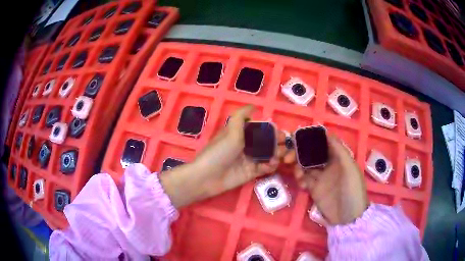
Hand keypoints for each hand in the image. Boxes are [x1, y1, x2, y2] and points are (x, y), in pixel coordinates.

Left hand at [160, 105, 287, 207]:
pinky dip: (270, 166)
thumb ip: (241, 116)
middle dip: (277, 143)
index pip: (261, 129)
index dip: (272, 131)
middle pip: (268, 142)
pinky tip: (269, 166)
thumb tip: (253, 105)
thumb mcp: (230, 131)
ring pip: (269, 154)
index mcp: (242, 133)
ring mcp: (250, 159)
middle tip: (282, 146)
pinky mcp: (252, 173)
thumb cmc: (219, 152)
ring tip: (276, 157)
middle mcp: (247, 145)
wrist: (208, 177)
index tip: (281, 133)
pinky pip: (266, 167)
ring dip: (276, 154)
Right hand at [285, 136, 368, 224]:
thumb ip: (340, 151)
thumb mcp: (350, 169)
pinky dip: (300, 179)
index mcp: (339, 158)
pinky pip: (304, 180)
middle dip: (300, 153)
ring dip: (298, 166)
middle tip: (289, 156)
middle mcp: (329, 166)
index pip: (324, 144)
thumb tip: (327, 133)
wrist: (348, 217)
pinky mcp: (314, 190)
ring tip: (297, 173)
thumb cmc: (353, 190)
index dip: (312, 138)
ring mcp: (321, 178)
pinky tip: (302, 183)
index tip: (299, 135)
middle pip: (312, 155)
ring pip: (306, 167)